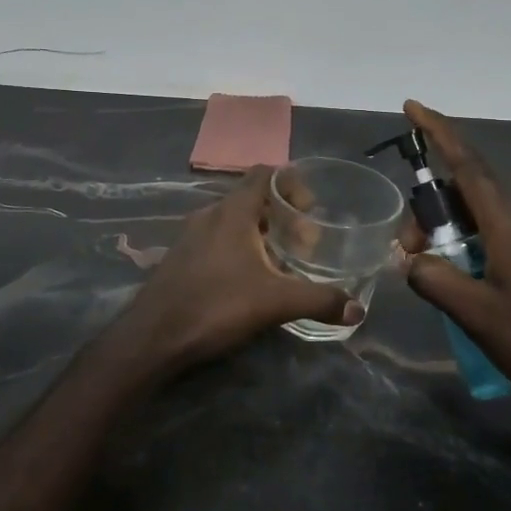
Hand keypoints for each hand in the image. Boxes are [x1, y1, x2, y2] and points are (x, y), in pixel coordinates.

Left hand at [113, 166, 362, 376]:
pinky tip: (248, 279)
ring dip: (259, 232)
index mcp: (233, 211)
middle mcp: (210, 214)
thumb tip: (357, 309)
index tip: (311, 211)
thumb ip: (318, 301)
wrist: (153, 336)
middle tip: (304, 242)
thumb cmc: (216, 305)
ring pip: (233, 220)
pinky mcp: (180, 257)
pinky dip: (238, 247)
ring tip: (281, 261)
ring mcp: (190, 235)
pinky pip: (216, 239)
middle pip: (251, 198)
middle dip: (281, 214)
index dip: (291, 183)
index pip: (265, 174)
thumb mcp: (274, 302)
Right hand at [400, 101, 510, 417]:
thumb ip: (435, 280)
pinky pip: (490, 233)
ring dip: (444, 228)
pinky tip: (452, 273)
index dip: (438, 132)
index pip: (467, 164)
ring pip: (476, 213)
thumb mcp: (477, 315)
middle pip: (465, 189)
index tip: (412, 108)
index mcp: (508, 224)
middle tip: (407, 249)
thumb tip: (411, 261)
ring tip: (424, 265)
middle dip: (428, 206)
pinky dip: (462, 241)